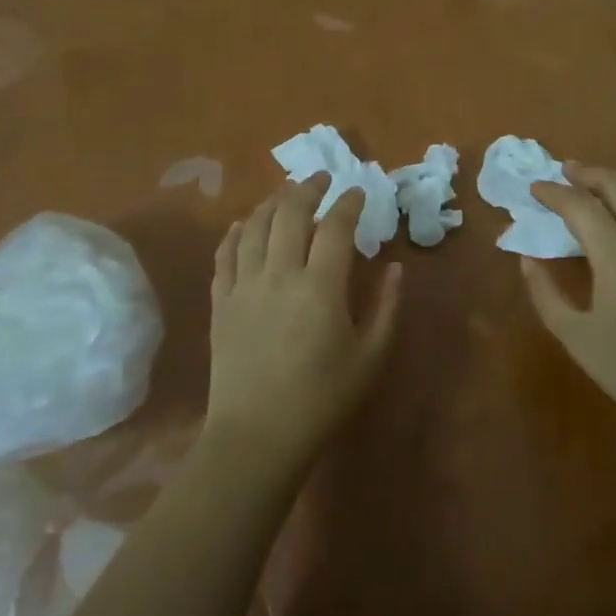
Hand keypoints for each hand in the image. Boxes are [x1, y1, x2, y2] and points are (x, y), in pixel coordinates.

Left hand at [205, 177, 402, 468]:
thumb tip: (395, 267)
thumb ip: (387, 307)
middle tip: (321, 178)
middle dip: (307, 188)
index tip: (358, 192)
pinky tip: (241, 224)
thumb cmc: (322, 399)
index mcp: (321, 286)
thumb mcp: (370, 358)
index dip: (348, 203)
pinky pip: (224, 254)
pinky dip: (234, 232)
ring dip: (271, 202)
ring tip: (285, 193)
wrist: (257, 436)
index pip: (335, 226)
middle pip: (290, 213)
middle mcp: (279, 274)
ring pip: (253, 226)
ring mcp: (244, 285)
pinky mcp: (220, 302)